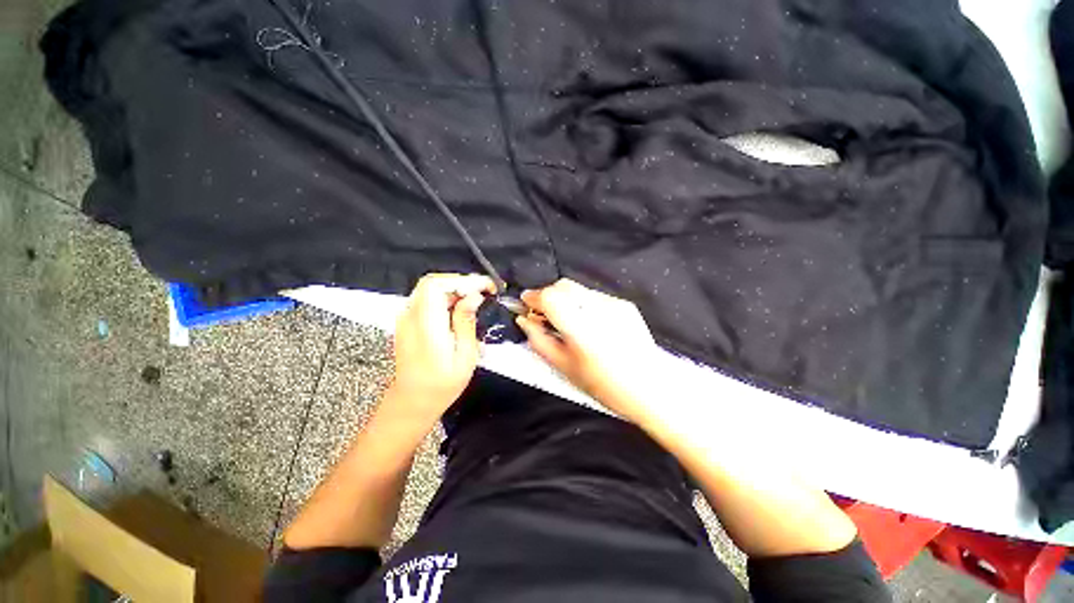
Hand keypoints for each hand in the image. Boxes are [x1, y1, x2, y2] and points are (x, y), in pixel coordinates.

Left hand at [387, 273, 495, 422]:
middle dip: (462, 282)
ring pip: (429, 288)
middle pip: (433, 282)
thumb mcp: (464, 355)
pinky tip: (459, 308)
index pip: (438, 285)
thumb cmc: (442, 384)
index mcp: (426, 325)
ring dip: (455, 289)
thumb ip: (466, 321)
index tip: (487, 287)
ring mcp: (406, 318)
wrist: (413, 401)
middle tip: (483, 292)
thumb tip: (474, 296)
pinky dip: (446, 297)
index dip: (464, 280)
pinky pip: (426, 298)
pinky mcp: (407, 321)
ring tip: (476, 299)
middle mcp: (411, 316)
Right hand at [516, 279, 662, 423]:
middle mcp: (598, 309)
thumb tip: (523, 320)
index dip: (534, 296)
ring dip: (566, 299)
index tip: (525, 304)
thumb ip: (539, 340)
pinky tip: (590, 324)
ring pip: (579, 290)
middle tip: (544, 314)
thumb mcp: (564, 367)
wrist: (649, 388)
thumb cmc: (603, 385)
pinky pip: (595, 297)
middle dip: (548, 295)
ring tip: (568, 321)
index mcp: (581, 328)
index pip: (551, 296)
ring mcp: (614, 304)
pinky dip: (583, 304)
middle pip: (564, 286)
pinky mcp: (625, 305)